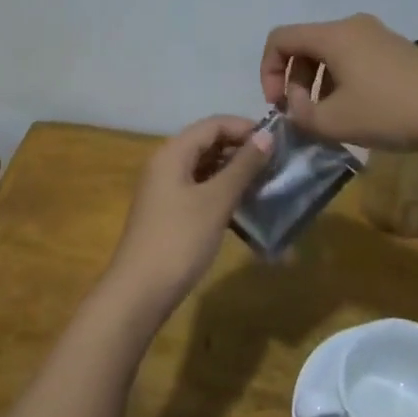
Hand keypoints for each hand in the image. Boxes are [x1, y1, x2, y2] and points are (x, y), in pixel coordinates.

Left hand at [104, 115, 271, 319]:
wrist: (140, 293)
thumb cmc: (179, 240)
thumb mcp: (216, 201)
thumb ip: (243, 166)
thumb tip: (267, 135)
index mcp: (173, 153)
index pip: (214, 124)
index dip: (245, 127)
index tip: (278, 142)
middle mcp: (167, 164)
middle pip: (209, 143)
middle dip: (242, 150)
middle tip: (276, 164)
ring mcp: (166, 190)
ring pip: (206, 168)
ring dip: (235, 173)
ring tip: (267, 184)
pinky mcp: (170, 213)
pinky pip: (201, 190)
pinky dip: (223, 193)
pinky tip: (246, 207)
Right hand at [260, 13, 417, 153]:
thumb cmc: (389, 112)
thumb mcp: (334, 122)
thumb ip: (301, 114)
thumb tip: (299, 105)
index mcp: (333, 35)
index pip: (280, 38)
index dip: (268, 71)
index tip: (280, 105)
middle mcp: (353, 26)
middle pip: (306, 45)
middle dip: (296, 80)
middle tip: (305, 115)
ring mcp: (379, 35)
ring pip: (332, 53)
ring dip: (320, 83)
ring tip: (332, 118)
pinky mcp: (398, 50)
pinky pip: (356, 58)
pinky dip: (344, 81)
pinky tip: (360, 112)